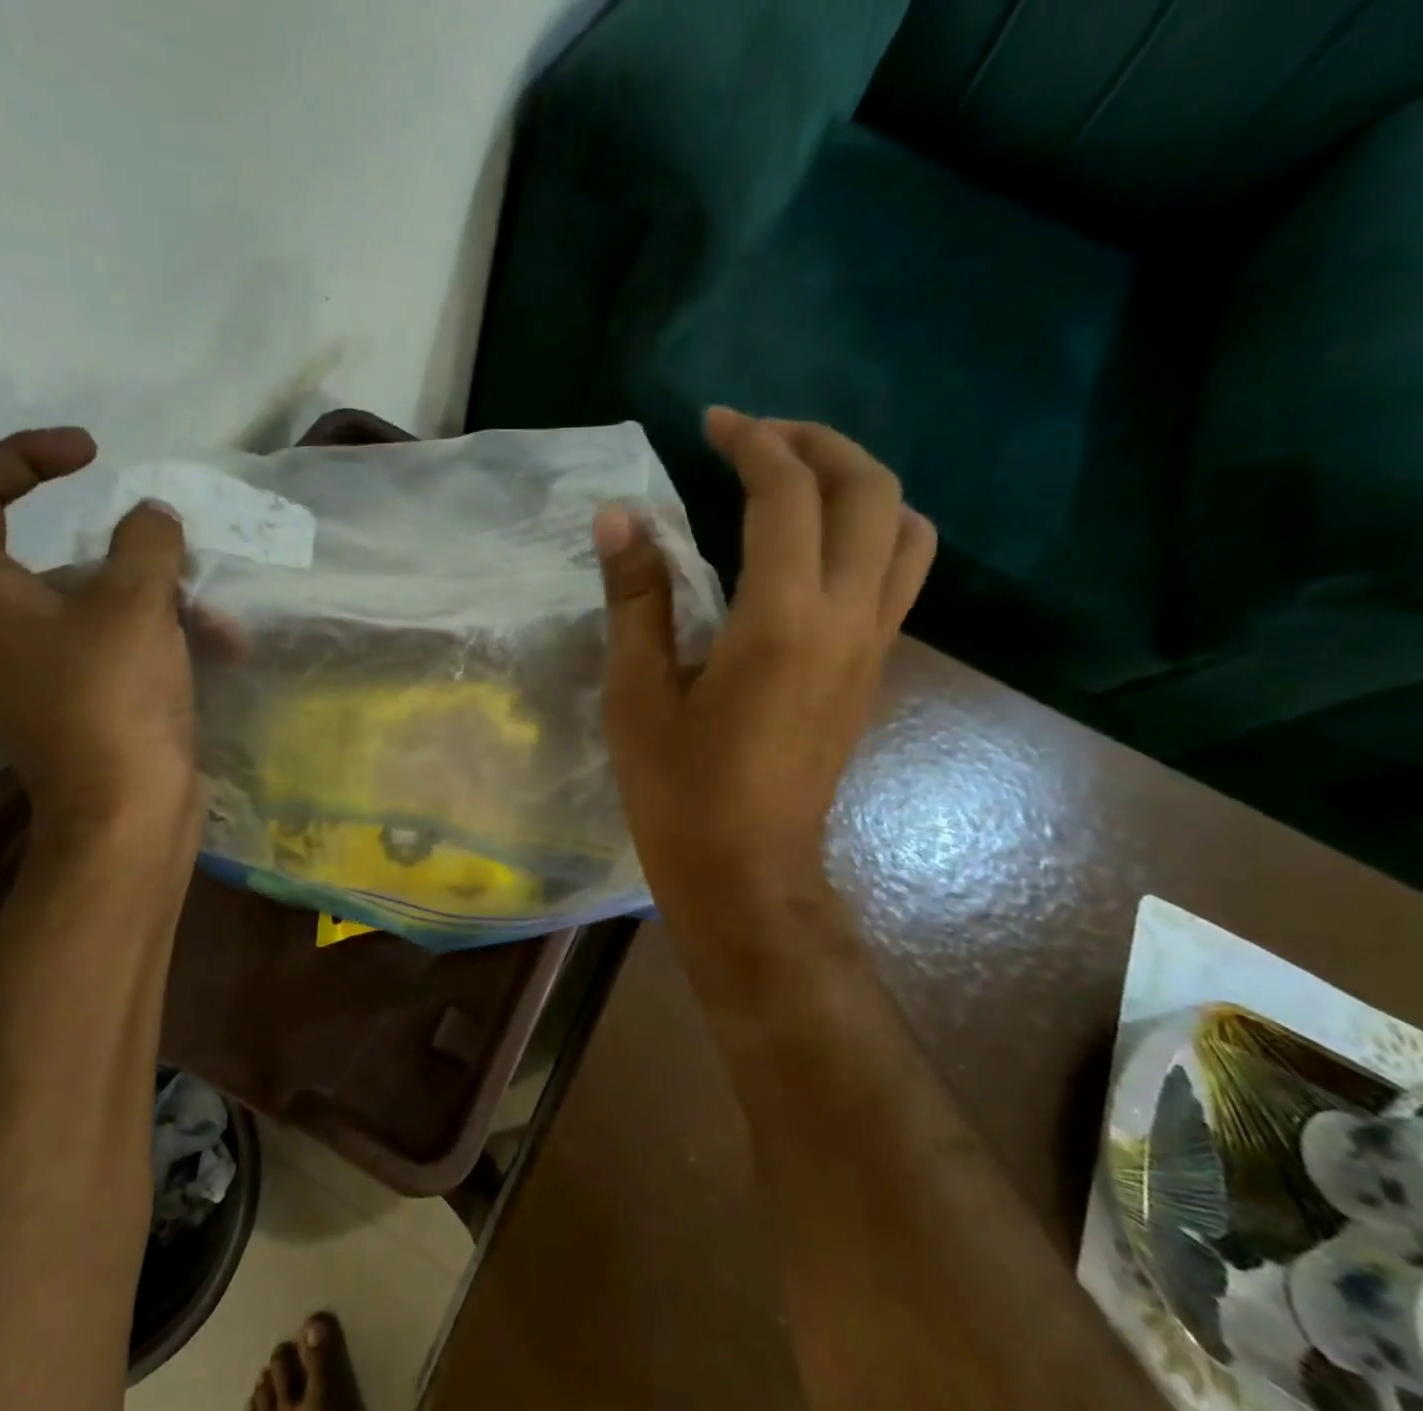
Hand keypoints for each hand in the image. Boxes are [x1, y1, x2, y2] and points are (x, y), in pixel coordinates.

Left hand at [0, 427, 200, 859]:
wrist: (126, 814)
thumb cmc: (113, 700)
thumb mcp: (134, 603)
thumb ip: (145, 540)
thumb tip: (153, 517)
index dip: (28, 455)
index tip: (94, 453)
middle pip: (56, 551)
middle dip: (132, 553)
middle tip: (181, 554)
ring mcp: (36, 662)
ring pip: (99, 599)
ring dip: (163, 599)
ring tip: (219, 621)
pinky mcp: (78, 693)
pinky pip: (116, 639)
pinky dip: (162, 635)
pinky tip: (221, 647)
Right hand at [596, 406, 934, 974]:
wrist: (748, 873)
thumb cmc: (680, 791)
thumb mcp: (639, 694)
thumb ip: (637, 598)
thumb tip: (620, 518)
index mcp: (783, 622)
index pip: (787, 495)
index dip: (752, 442)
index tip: (712, 422)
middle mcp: (847, 620)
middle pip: (872, 492)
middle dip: (819, 444)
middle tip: (758, 437)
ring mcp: (871, 647)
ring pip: (905, 531)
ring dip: (858, 484)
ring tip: (796, 482)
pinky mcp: (872, 671)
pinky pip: (895, 574)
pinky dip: (866, 531)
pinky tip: (808, 549)